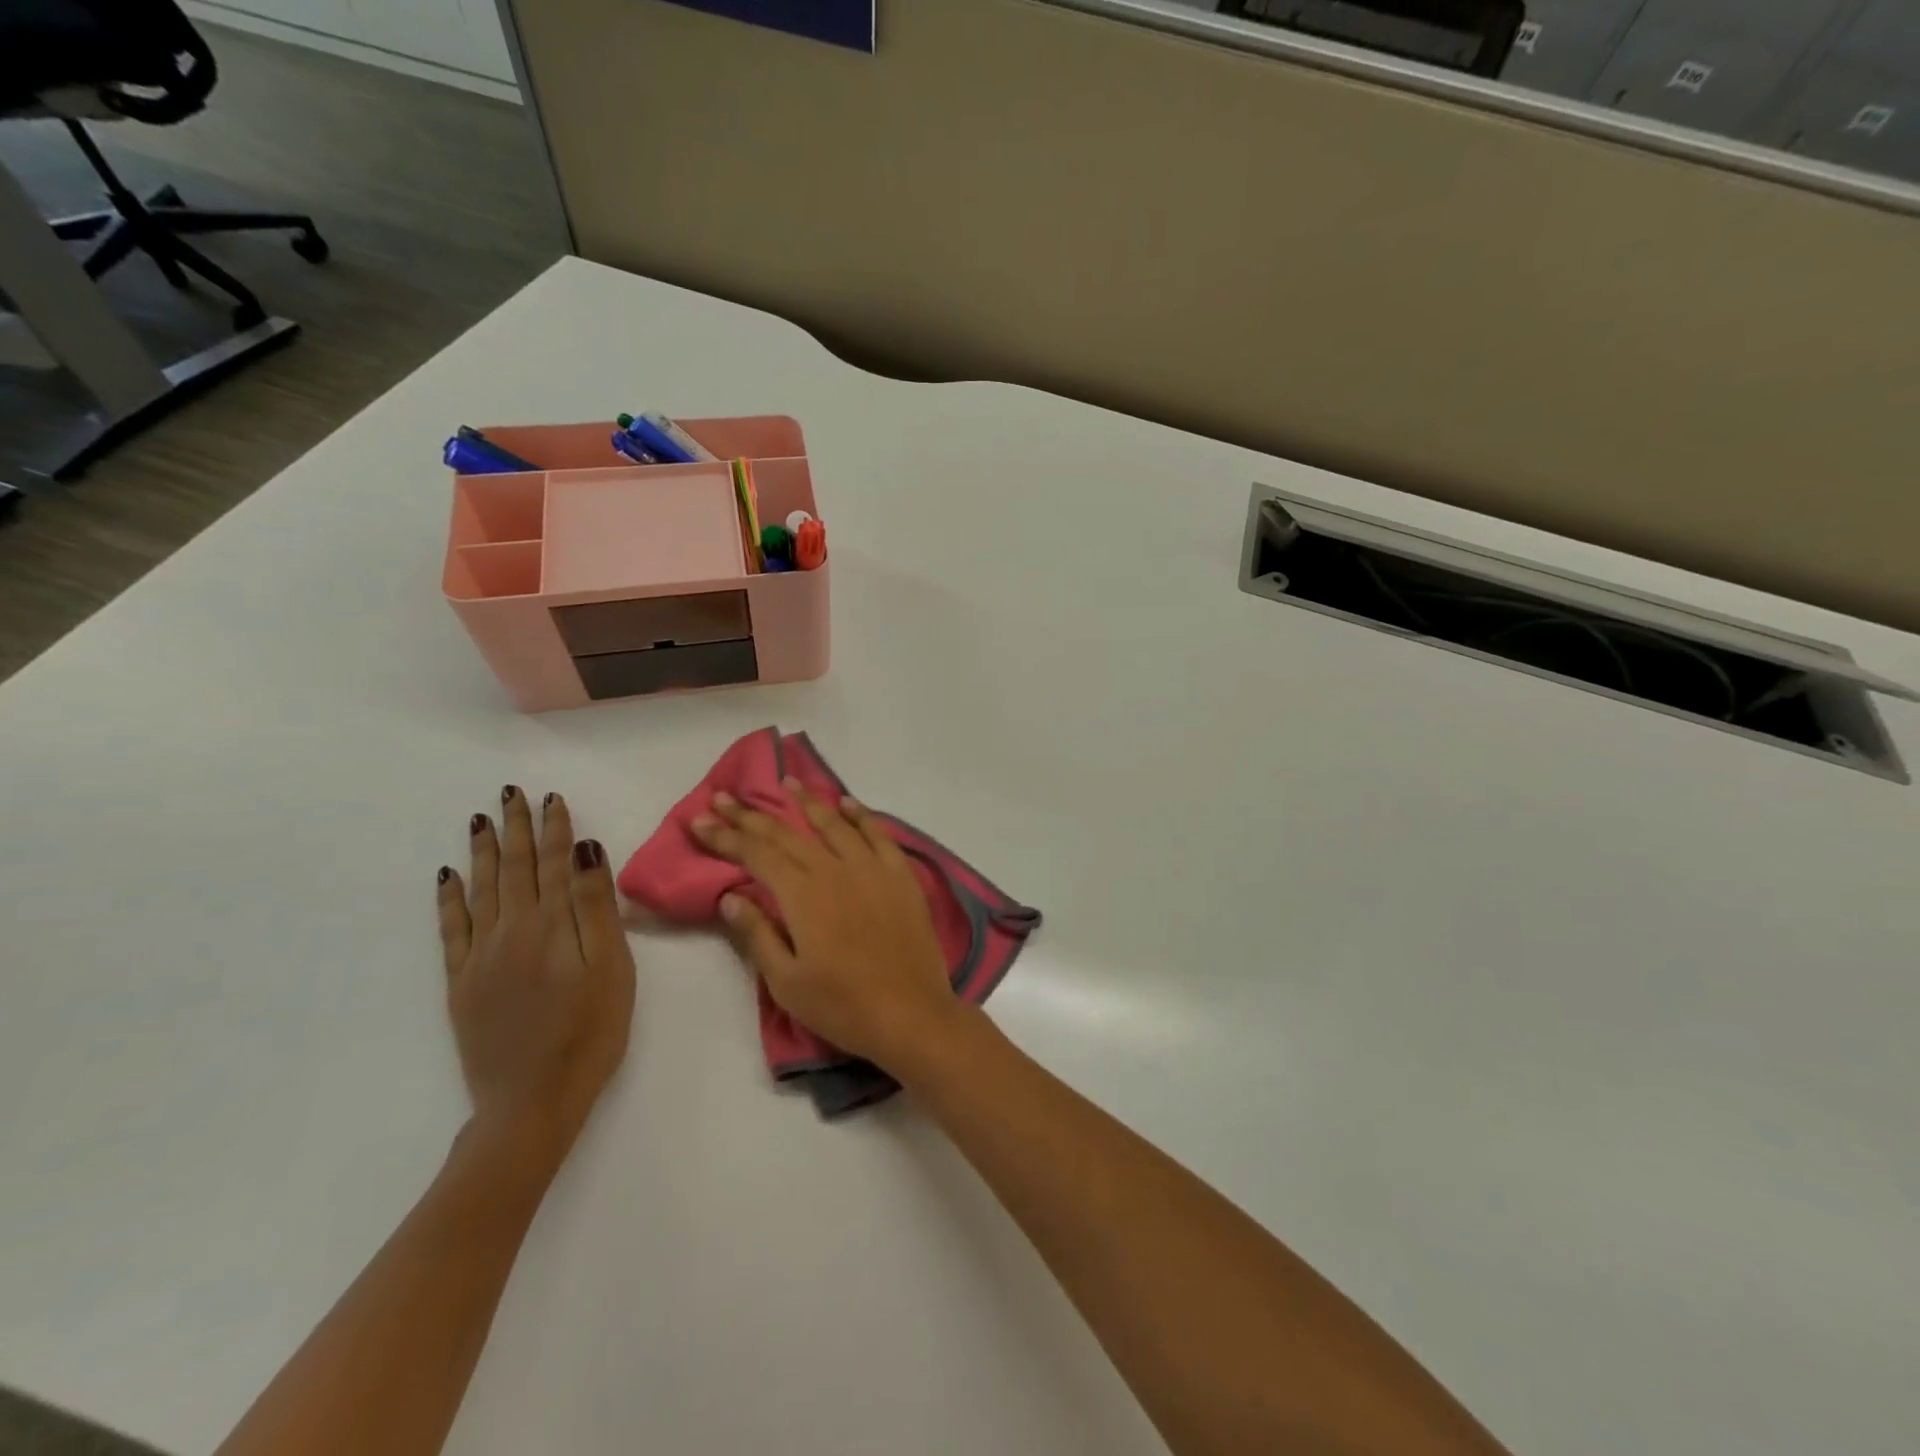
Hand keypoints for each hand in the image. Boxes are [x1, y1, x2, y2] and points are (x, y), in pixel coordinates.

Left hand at [436, 787, 635, 1170]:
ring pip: (482, 890)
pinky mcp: (462, 983)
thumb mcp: (611, 966)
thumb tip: (584, 850)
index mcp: (551, 924)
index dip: (554, 829)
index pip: (553, 863)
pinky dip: (450, 899)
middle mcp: (511, 930)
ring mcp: (481, 956)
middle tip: (511, 794)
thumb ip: (595, 906)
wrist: (532, 1101)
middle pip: (514, 868)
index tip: (552, 798)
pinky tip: (448, 878)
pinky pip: (452, 929)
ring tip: (482, 821)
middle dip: (516, 828)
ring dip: (483, 852)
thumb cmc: (590, 1032)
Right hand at [691, 779, 956, 1069]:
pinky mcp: (901, 876)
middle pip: (787, 834)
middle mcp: (835, 870)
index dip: (726, 836)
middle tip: (725, 796)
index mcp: (803, 895)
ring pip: (833, 824)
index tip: (699, 820)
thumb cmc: (842, 1005)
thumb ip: (758, 934)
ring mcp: (872, 869)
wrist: (911, 1013)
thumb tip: (731, 895)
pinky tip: (847, 804)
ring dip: (807, 801)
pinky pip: (878, 835)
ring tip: (787, 781)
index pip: (756, 855)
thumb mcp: (787, 981)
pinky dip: (860, 816)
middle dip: (751, 814)